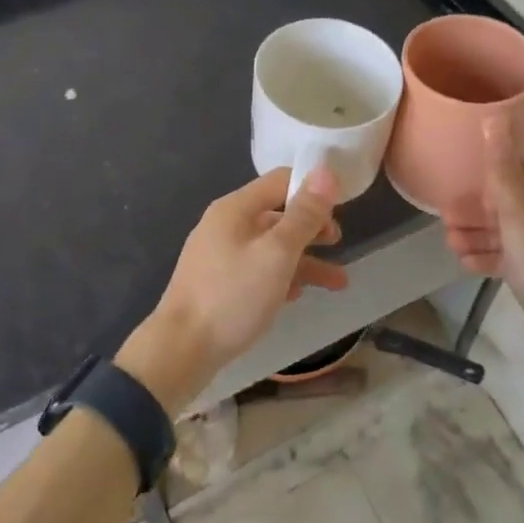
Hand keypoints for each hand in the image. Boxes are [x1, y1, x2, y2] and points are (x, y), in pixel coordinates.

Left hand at [118, 166, 345, 410]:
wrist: (181, 350)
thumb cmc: (233, 296)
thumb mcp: (277, 253)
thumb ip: (304, 214)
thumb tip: (326, 172)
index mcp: (235, 208)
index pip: (280, 181)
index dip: (312, 189)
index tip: (342, 207)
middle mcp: (226, 225)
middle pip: (277, 214)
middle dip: (311, 227)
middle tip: (337, 243)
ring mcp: (220, 255)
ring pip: (270, 247)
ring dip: (304, 259)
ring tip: (338, 282)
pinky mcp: (219, 283)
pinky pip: (257, 270)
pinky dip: (281, 277)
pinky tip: (298, 296)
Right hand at [445, 120, 523, 364]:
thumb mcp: (520, 221)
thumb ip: (502, 174)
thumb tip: (494, 120)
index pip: (520, 170)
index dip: (486, 175)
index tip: (455, 186)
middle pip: (516, 202)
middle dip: (478, 209)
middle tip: (444, 220)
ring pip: (517, 232)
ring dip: (483, 234)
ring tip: (449, 244)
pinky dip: (498, 257)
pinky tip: (469, 265)